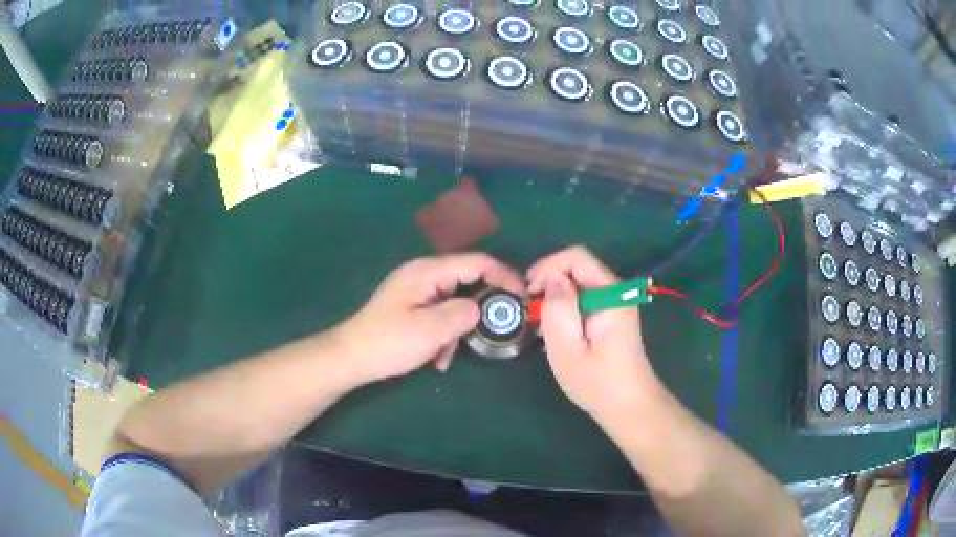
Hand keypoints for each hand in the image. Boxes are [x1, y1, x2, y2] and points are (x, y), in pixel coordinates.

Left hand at [336, 253, 524, 384]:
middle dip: (481, 307)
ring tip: (449, 353)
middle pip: (467, 280)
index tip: (522, 298)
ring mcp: (417, 289)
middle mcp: (424, 274)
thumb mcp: (429, 331)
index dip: (504, 276)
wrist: (350, 358)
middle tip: (496, 329)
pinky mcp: (412, 305)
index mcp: (428, 272)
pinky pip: (440, 312)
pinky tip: (437, 357)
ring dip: (459, 327)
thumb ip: (462, 314)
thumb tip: (481, 309)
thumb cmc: (388, 343)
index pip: (476, 262)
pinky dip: (444, 333)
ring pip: (455, 300)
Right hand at [527, 246, 663, 425]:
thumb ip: (558, 309)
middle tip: (530, 311)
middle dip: (550, 282)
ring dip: (557, 297)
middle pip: (578, 267)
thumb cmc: (597, 382)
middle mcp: (617, 291)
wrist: (629, 407)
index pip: (576, 257)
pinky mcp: (613, 315)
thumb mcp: (567, 349)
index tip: (528, 292)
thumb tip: (551, 279)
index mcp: (610, 294)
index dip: (547, 266)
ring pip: (580, 283)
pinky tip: (557, 331)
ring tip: (539, 323)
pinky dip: (567, 307)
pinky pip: (586, 298)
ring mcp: (617, 303)